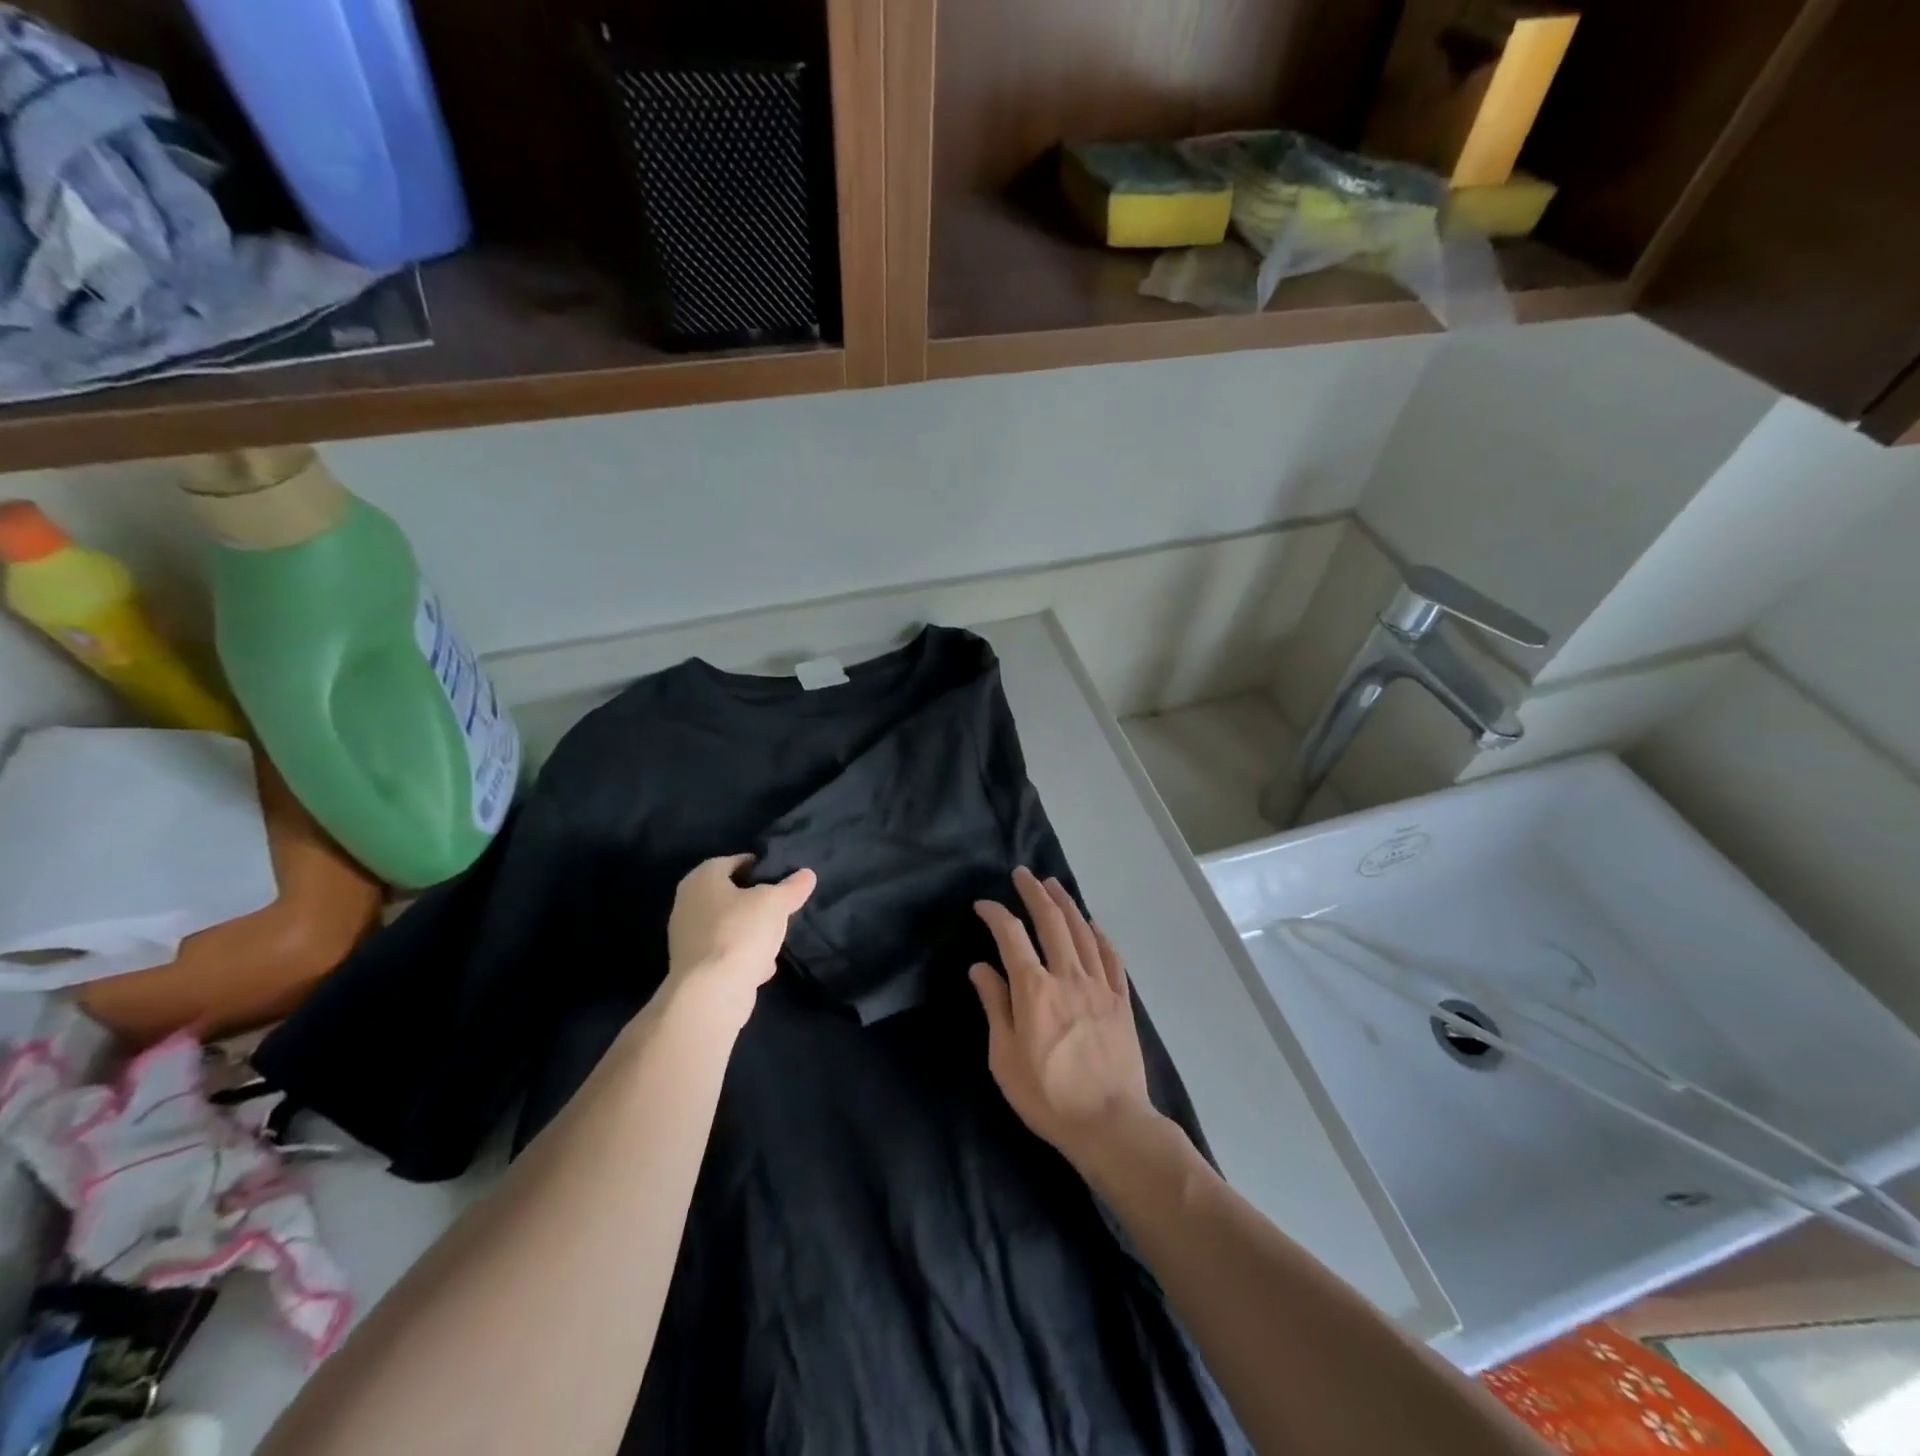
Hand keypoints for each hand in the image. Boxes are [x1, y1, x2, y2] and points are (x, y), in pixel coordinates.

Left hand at [664, 854, 815, 1019]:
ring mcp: (687, 937)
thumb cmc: (740, 933)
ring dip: (751, 930)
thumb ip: (792, 887)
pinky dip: (743, 955)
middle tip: (783, 906)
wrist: (711, 994)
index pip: (736, 861)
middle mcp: (688, 903)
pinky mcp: (694, 966)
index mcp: (702, 878)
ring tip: (777, 936)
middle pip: (731, 894)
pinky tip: (763, 964)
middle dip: (757, 901)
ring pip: (729, 925)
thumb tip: (807, 874)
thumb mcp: (775, 903)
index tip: (784, 878)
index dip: (762, 866)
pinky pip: (725, 951)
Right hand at [970, 867, 1159, 1167]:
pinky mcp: (1120, 999)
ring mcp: (1098, 985)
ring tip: (1053, 884)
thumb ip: (995, 1005)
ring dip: (1065, 903)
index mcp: (1034, 990)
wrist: (1109, 1123)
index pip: (1011, 936)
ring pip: (1081, 931)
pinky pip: (1110, 956)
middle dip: (1034, 893)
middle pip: (1051, 921)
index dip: (996, 914)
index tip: (984, 904)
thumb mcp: (1005, 1057)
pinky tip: (1092, 924)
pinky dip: (1098, 934)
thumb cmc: (1047, 1096)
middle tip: (1023, 874)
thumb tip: (980, 967)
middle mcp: (1067, 976)